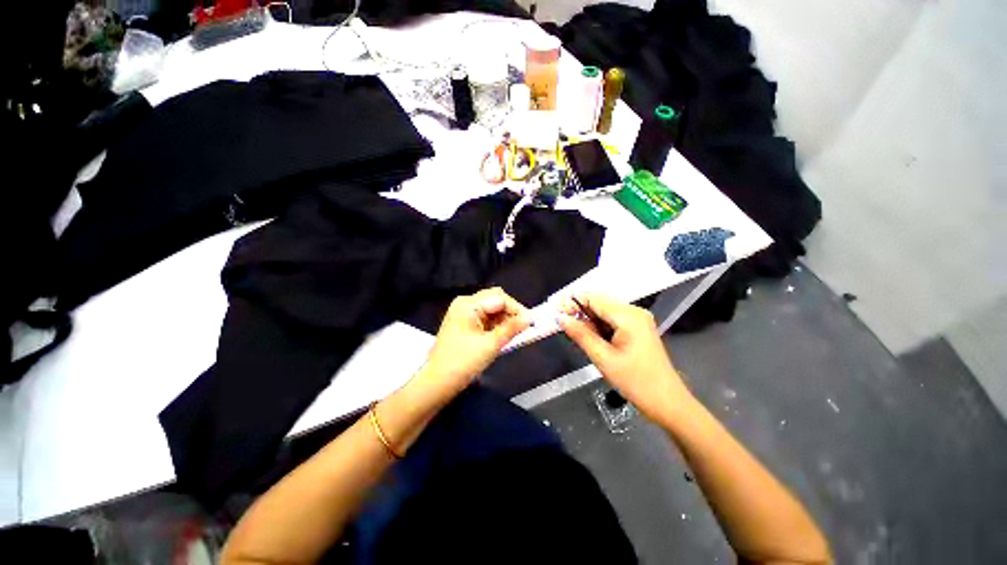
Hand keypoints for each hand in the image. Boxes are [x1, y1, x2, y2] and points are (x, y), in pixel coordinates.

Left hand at [419, 288, 531, 397]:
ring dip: (505, 319)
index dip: (517, 309)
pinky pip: (486, 318)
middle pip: (496, 299)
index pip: (500, 298)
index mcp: (468, 304)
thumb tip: (531, 317)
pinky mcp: (465, 323)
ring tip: (515, 334)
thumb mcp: (490, 345)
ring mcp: (464, 313)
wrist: (437, 383)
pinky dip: (497, 324)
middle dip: (511, 312)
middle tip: (523, 328)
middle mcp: (466, 303)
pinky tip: (503, 335)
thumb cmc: (462, 362)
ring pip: (492, 309)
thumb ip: (511, 328)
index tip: (531, 323)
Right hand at [558, 294, 692, 420]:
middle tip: (560, 322)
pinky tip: (590, 336)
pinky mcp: (637, 328)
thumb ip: (580, 334)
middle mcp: (634, 311)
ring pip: (604, 312)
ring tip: (573, 331)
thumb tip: (560, 318)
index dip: (572, 302)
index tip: (554, 310)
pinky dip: (598, 326)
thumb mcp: (603, 358)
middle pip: (600, 303)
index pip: (594, 299)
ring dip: (588, 319)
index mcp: (629, 316)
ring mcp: (638, 319)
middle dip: (579, 311)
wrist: (667, 402)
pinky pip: (612, 320)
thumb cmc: (635, 382)